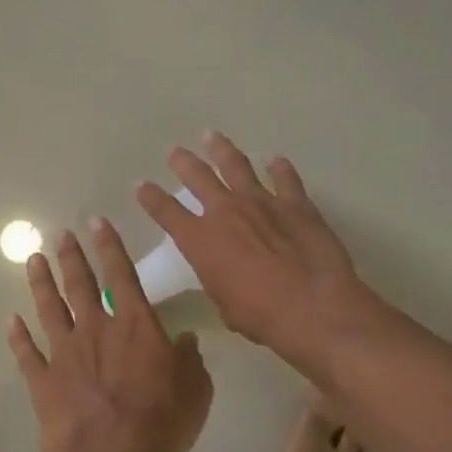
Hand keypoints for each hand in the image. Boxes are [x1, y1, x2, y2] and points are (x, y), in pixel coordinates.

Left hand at [8, 220, 212, 451]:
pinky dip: (17, 336)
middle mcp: (96, 329)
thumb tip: (185, 340)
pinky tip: (10, 320)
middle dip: (72, 257)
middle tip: (61, 234)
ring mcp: (64, 353)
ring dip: (41, 283)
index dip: (109, 246)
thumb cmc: (161, 424)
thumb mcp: (195, 391)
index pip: (122, 274)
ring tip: (33, 260)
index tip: (96, 222)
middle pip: (80, 284)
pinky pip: (27, 352)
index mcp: (135, 325)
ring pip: (49, 309)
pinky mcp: (43, 381)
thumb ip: (189, 360)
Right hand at [136, 133, 382, 375]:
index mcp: (199, 240)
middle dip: (183, 162)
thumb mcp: (223, 301)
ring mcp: (262, 202)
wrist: (311, 305)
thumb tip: (224, 273)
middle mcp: (225, 212)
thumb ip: (218, 278)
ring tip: (212, 136)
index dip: (150, 198)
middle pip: (198, 177)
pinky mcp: (297, 204)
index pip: (166, 212)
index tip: (140, 185)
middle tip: (174, 150)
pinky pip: (285, 179)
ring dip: (222, 150)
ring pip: (236, 166)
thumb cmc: (259, 314)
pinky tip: (275, 160)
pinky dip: (279, 168)